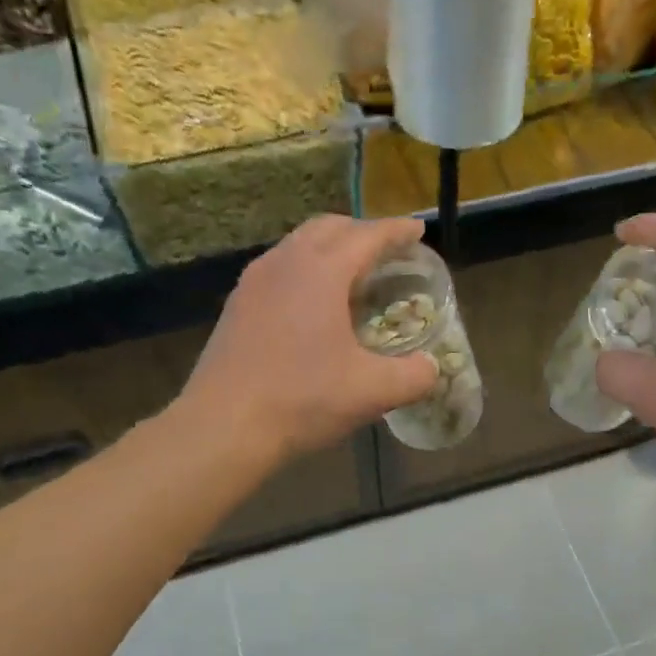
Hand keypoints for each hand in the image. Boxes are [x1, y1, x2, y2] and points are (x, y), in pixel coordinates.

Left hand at [182, 216, 439, 464]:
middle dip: (361, 231)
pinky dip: (304, 270)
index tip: (417, 231)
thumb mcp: (371, 392)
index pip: (367, 236)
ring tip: (351, 275)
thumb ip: (413, 376)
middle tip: (386, 251)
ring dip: (329, 248)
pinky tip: (312, 305)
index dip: (396, 231)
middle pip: (328, 228)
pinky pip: (278, 269)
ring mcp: (254, 282)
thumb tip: (431, 369)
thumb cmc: (302, 399)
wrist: (223, 426)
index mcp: (321, 272)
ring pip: (298, 246)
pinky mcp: (236, 305)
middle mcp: (284, 263)